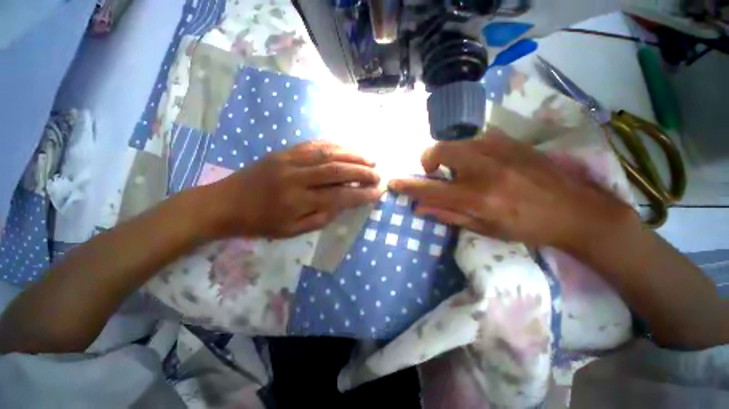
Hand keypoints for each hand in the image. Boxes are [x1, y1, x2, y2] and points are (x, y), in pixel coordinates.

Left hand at [206, 141, 381, 238]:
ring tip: (370, 158)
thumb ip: (320, 219)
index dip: (361, 195)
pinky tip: (348, 147)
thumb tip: (342, 205)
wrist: (224, 202)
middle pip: (336, 170)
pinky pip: (314, 144)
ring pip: (328, 153)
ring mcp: (289, 160)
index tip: (378, 193)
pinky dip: (335, 145)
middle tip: (378, 174)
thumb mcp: (291, 232)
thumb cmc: (259, 222)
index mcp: (297, 202)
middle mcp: (296, 177)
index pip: (339, 196)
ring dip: (353, 154)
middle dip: (362, 172)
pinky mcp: (284, 151)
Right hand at [388, 129, 637, 249]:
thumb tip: (420, 207)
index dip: (408, 186)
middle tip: (435, 172)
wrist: (577, 210)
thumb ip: (448, 215)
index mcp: (477, 198)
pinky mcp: (511, 140)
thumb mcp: (484, 228)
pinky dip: (467, 148)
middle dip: (428, 159)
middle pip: (439, 150)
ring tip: (459, 169)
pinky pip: (475, 138)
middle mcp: (484, 169)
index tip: (393, 182)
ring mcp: (499, 149)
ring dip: (448, 154)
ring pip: (456, 141)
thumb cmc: (527, 227)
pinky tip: (479, 162)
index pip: (430, 189)